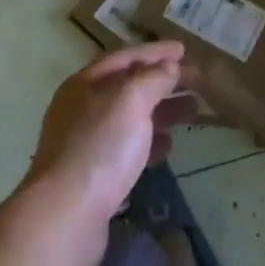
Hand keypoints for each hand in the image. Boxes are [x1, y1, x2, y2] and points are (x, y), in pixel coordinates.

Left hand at [21, 43, 195, 265]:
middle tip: (198, 81)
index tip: (184, 49)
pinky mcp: (95, 175)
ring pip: (131, 117)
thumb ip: (153, 78)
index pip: (125, 57)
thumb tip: (169, 67)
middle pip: (129, 87)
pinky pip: (128, 148)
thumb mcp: (130, 100)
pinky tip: (169, 145)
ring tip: (193, 111)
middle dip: (164, 81)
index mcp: (85, 84)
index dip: (155, 52)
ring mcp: (87, 143)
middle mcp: (82, 109)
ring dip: (162, 110)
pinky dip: (150, 141)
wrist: (66, 215)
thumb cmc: (100, 147)